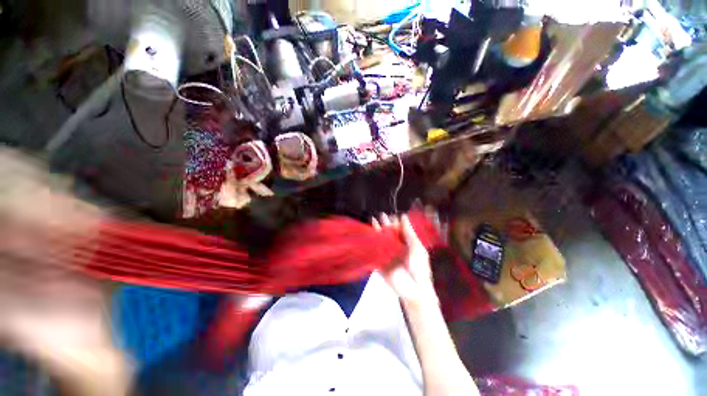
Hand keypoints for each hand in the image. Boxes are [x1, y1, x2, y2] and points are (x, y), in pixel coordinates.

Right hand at [372, 213, 437, 305]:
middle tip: (382, 215)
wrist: (415, 290)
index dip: (396, 223)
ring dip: (378, 230)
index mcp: (407, 244)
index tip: (393, 217)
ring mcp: (388, 254)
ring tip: (374, 219)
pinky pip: (375, 250)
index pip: (400, 230)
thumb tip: (404, 217)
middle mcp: (397, 247)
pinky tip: (370, 234)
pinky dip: (372, 242)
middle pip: (389, 233)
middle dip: (386, 224)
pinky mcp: (381, 261)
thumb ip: (409, 233)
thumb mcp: (417, 248)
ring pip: (382, 240)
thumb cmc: (420, 268)